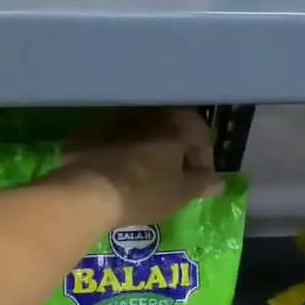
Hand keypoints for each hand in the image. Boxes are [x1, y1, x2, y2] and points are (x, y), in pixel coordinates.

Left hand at [55, 108, 223, 228]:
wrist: (87, 192)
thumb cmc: (144, 191)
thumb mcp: (180, 194)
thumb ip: (201, 183)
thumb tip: (217, 181)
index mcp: (176, 121)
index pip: (201, 136)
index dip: (203, 161)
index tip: (198, 182)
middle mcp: (147, 110)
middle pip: (170, 129)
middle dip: (174, 151)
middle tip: (173, 177)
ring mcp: (114, 116)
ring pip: (139, 132)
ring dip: (146, 149)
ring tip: (144, 176)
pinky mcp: (88, 129)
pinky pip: (112, 139)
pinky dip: (119, 152)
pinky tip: (116, 173)